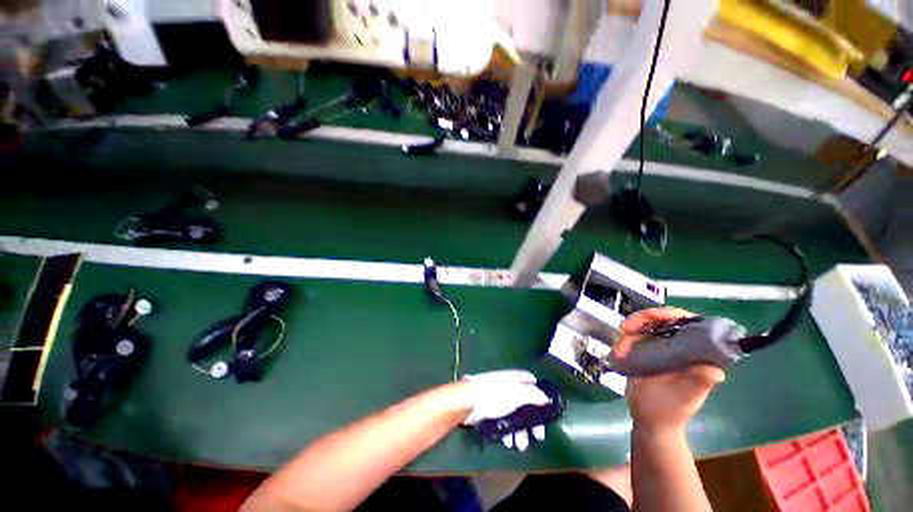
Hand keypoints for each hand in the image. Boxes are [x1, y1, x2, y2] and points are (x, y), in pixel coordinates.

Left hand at [459, 370, 551, 451]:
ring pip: (515, 413)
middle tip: (538, 436)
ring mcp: (497, 398)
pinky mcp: (489, 409)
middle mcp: (507, 386)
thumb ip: (533, 395)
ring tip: (521, 445)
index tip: (547, 409)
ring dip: (520, 430)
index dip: (540, 393)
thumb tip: (546, 397)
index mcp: (514, 378)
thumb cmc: (493, 396)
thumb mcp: (517, 395)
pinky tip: (508, 441)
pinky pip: (504, 420)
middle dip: (532, 420)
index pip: (531, 381)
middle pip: (525, 401)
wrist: (467, 403)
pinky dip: (508, 430)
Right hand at [614, 308, 724, 432]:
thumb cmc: (670, 410)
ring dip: (632, 328)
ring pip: (646, 325)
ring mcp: (661, 347)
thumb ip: (697, 382)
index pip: (691, 324)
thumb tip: (716, 371)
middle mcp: (680, 346)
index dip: (674, 315)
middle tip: (626, 327)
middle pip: (664, 320)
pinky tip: (618, 350)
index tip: (656, 317)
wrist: (648, 419)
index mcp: (696, 354)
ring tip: (621, 343)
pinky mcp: (644, 350)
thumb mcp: (685, 397)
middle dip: (645, 318)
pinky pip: (633, 336)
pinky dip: (624, 339)